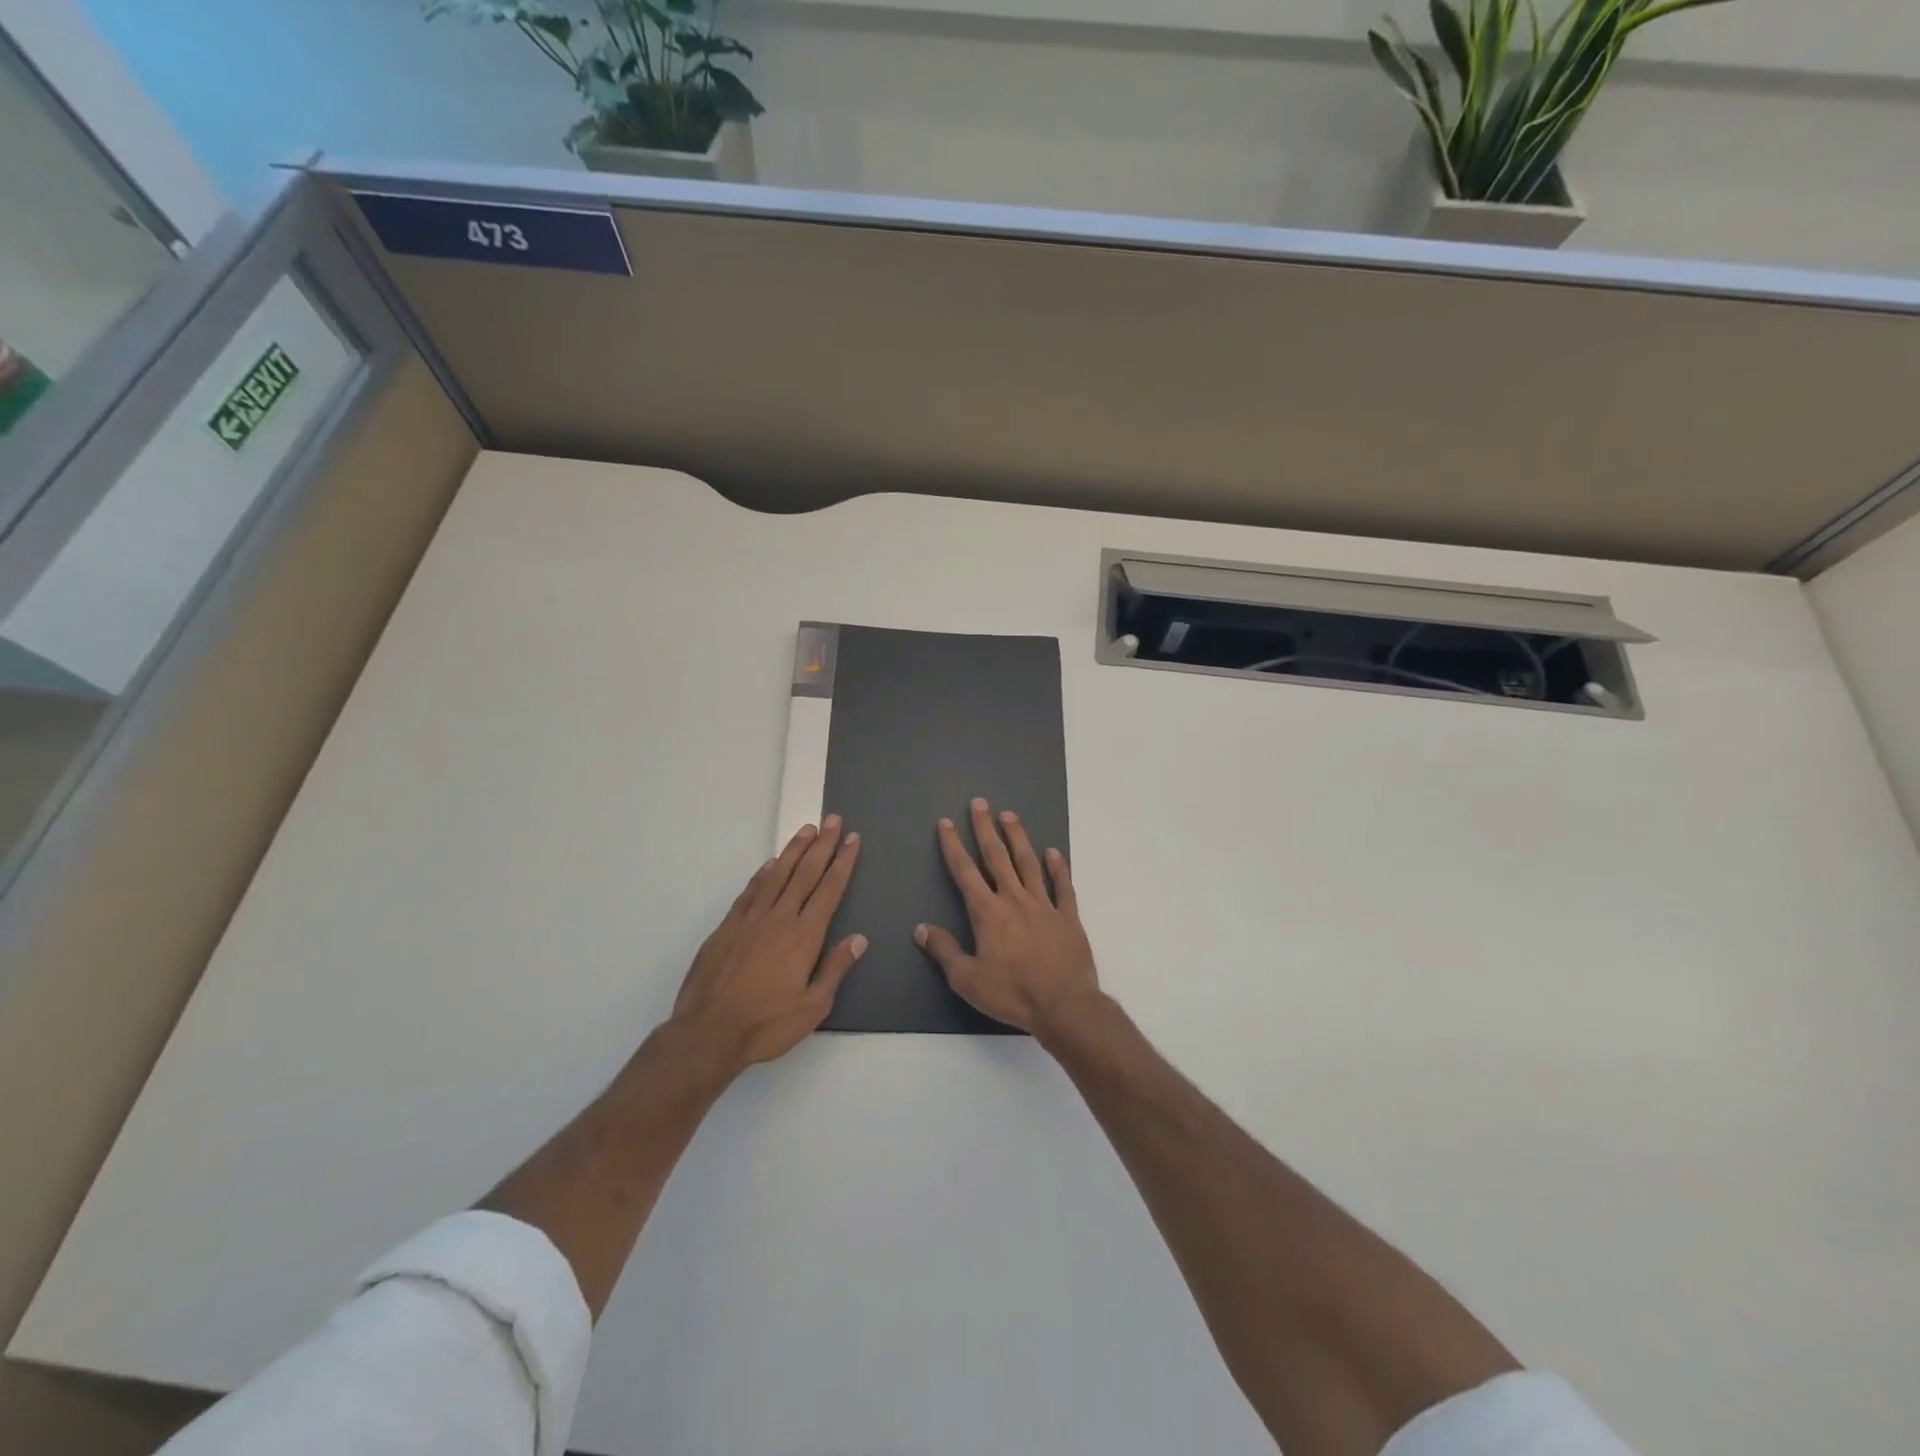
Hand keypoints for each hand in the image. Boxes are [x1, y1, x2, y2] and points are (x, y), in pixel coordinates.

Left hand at [668, 817, 865, 1080]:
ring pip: (777, 875)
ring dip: (794, 850)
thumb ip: (835, 969)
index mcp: (804, 936)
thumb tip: (859, 939)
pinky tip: (771, 863)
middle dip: (822, 845)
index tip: (852, 839)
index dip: (843, 862)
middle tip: (833, 820)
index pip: (829, 890)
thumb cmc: (766, 1025)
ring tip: (807, 830)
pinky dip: (763, 873)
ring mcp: (750, 919)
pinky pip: (750, 891)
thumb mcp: (813, 1007)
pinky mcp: (727, 927)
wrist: (707, 1033)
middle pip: (805, 873)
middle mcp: (779, 918)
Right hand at [915, 798, 1099, 1034]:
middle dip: (985, 829)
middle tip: (980, 803)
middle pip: (997, 857)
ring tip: (1010, 815)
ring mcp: (1044, 905)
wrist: (1064, 1005)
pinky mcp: (1068, 917)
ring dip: (1018, 838)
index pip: (965, 872)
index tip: (947, 823)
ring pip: (1029, 863)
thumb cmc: (1012, 993)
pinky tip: (1054, 852)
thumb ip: (944, 951)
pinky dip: (1059, 868)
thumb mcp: (967, 979)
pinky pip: (1063, 886)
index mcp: (988, 913)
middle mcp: (1014, 900)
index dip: (954, 846)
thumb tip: (921, 928)